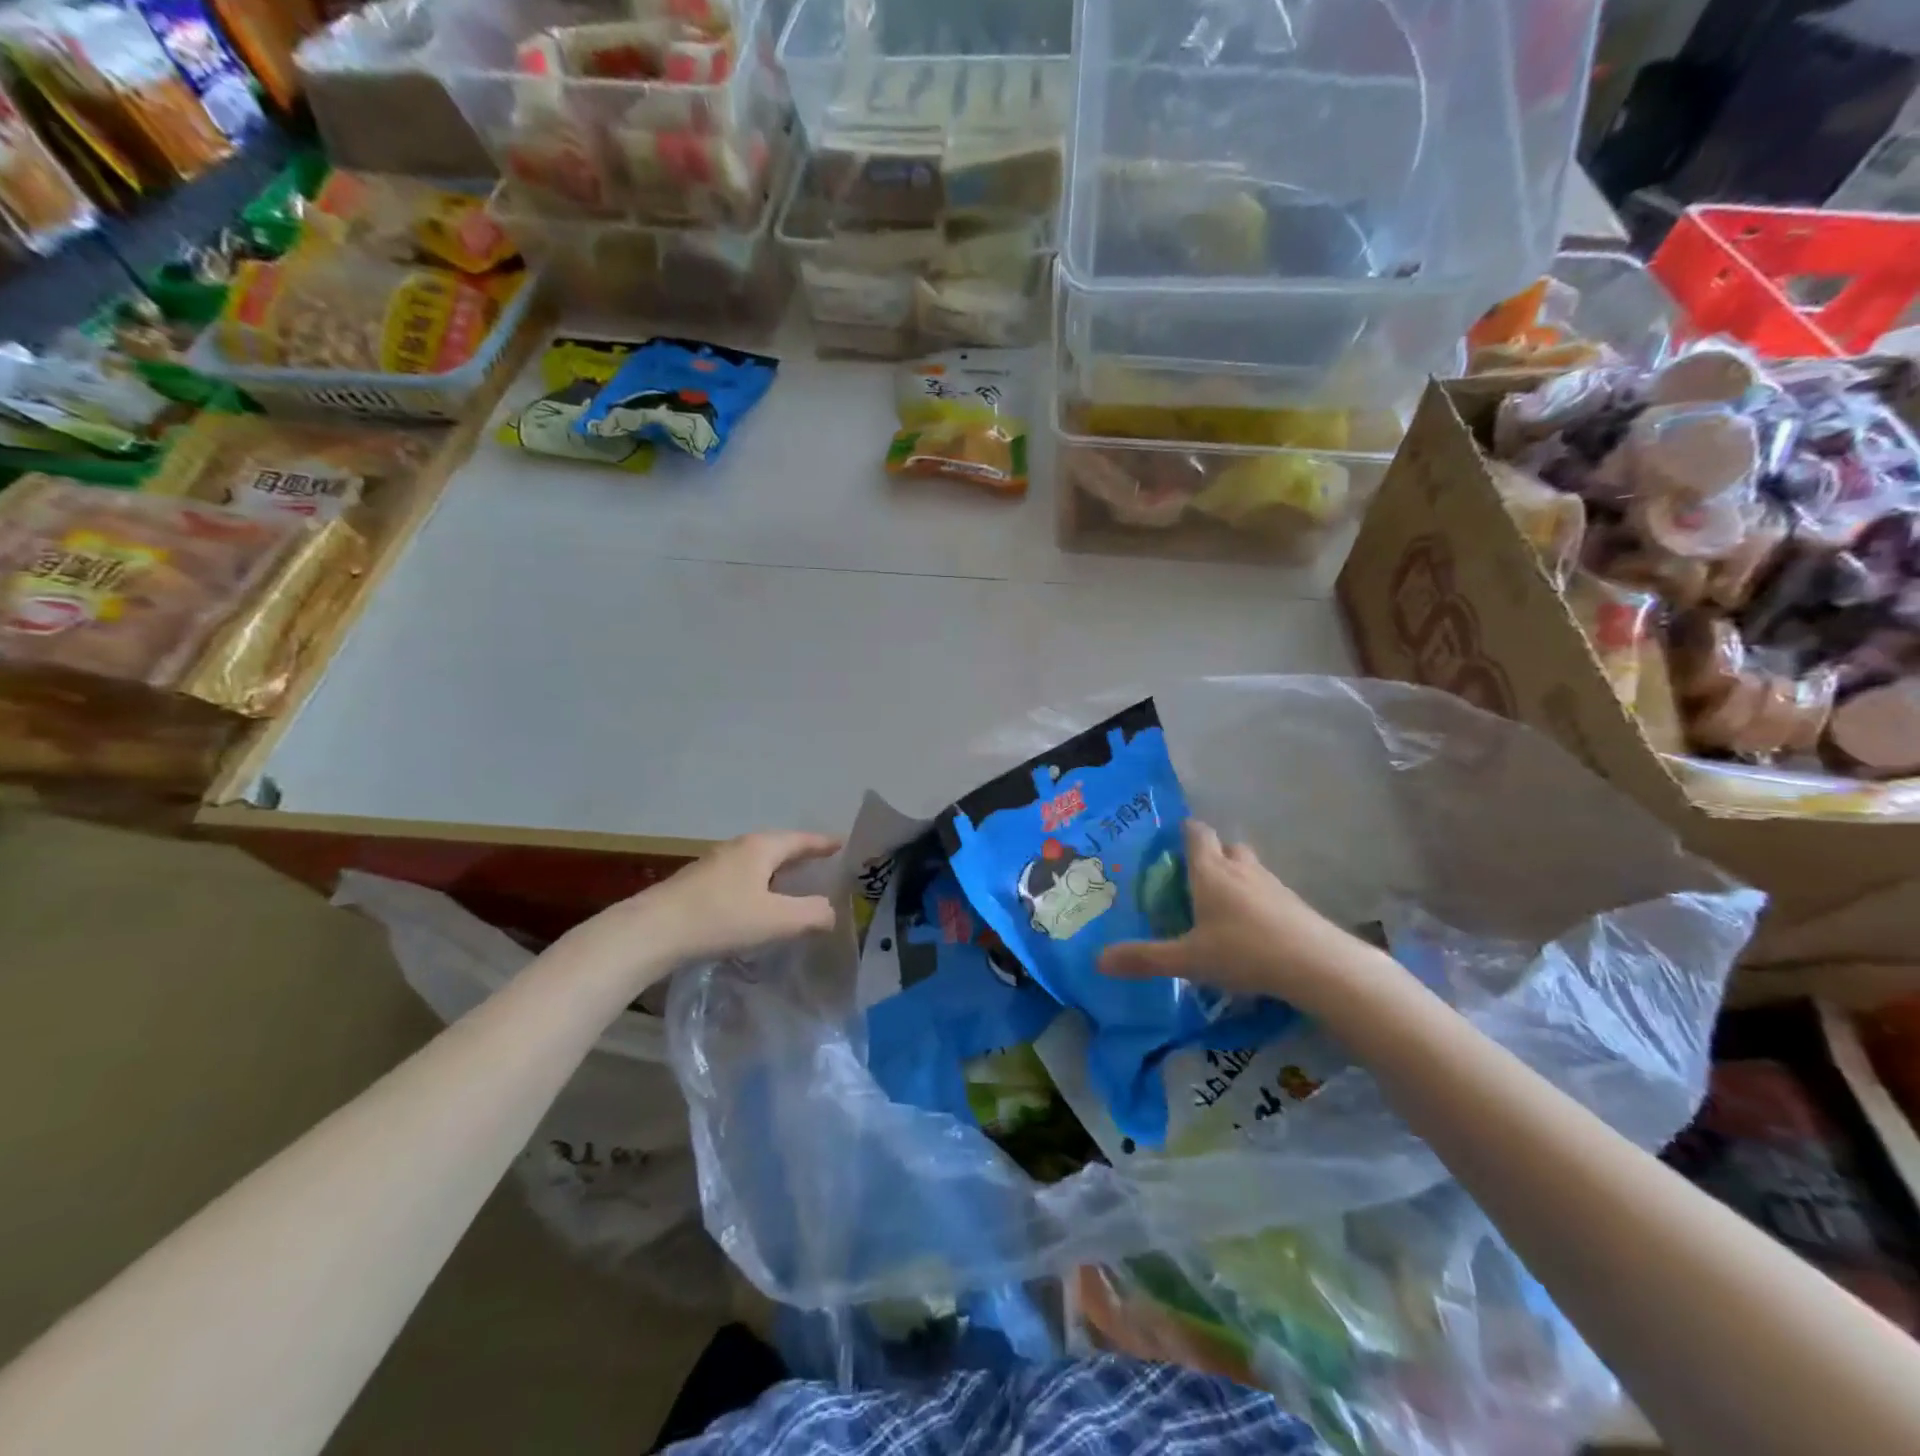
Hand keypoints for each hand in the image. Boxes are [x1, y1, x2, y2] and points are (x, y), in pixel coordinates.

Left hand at [639, 831, 839, 963]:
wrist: (652, 931)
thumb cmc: (721, 918)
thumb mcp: (776, 920)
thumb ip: (812, 914)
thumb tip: (831, 912)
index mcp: (761, 848)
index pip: (801, 840)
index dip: (823, 843)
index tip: (842, 843)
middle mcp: (738, 848)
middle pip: (778, 846)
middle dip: (801, 854)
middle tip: (822, 863)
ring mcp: (714, 864)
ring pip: (756, 862)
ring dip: (777, 870)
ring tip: (792, 884)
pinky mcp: (697, 884)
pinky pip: (740, 876)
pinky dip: (757, 883)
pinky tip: (756, 903)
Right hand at [1098, 821, 1382, 1009]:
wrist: (1318, 965)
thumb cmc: (1244, 951)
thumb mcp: (1188, 959)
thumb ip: (1145, 958)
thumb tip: (1098, 960)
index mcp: (1210, 870)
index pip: (1196, 832)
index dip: (1183, 833)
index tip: (1169, 846)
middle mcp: (1241, 868)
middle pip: (1225, 847)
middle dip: (1210, 856)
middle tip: (1192, 881)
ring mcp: (1273, 884)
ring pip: (1249, 868)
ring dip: (1235, 878)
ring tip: (1219, 908)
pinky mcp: (1295, 904)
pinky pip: (1268, 892)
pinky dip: (1256, 901)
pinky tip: (1251, 931)